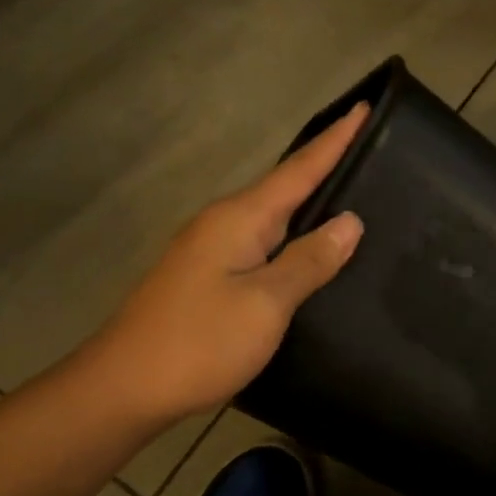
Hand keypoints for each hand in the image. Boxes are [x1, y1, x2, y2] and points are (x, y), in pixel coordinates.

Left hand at [91, 104, 367, 427]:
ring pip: (272, 216)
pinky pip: (261, 242)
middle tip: (370, 149)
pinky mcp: (207, 277)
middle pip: (284, 186)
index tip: (364, 107)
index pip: (299, 170)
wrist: (125, 387)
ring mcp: (211, 250)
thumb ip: (309, 260)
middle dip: (324, 165)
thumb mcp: (265, 303)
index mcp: (240, 219)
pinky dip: (290, 235)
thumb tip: (349, 221)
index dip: (334, 141)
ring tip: (350, 194)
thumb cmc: (199, 342)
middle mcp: (223, 224)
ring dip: (308, 202)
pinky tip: (307, 248)